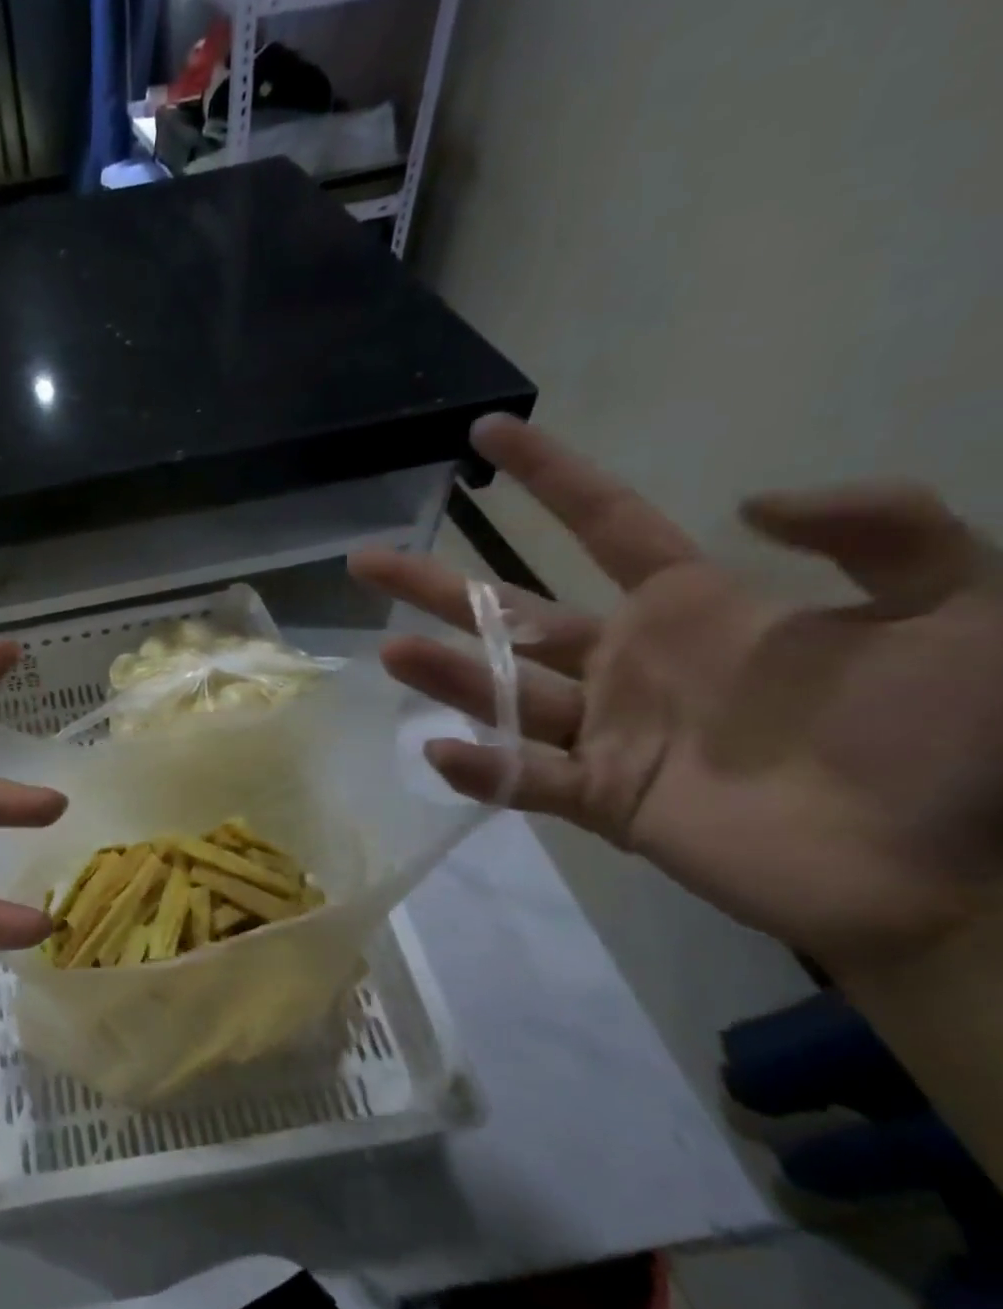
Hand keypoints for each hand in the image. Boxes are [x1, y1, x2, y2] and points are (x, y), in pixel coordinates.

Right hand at [352, 416, 1002, 974]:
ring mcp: (606, 732)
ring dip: (446, 673)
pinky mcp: (604, 798)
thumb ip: (882, 528)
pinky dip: (483, 768)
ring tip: (389, 651)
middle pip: (509, 611)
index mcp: (691, 609)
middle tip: (365, 560)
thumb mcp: (963, 603)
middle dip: (434, 584)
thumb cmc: (957, 740)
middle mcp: (627, 663)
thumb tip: (745, 502)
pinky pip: (526, 779)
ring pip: (502, 692)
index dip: (548, 474)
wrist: (952, 876)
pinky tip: (442, 749)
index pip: (604, 524)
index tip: (488, 431)